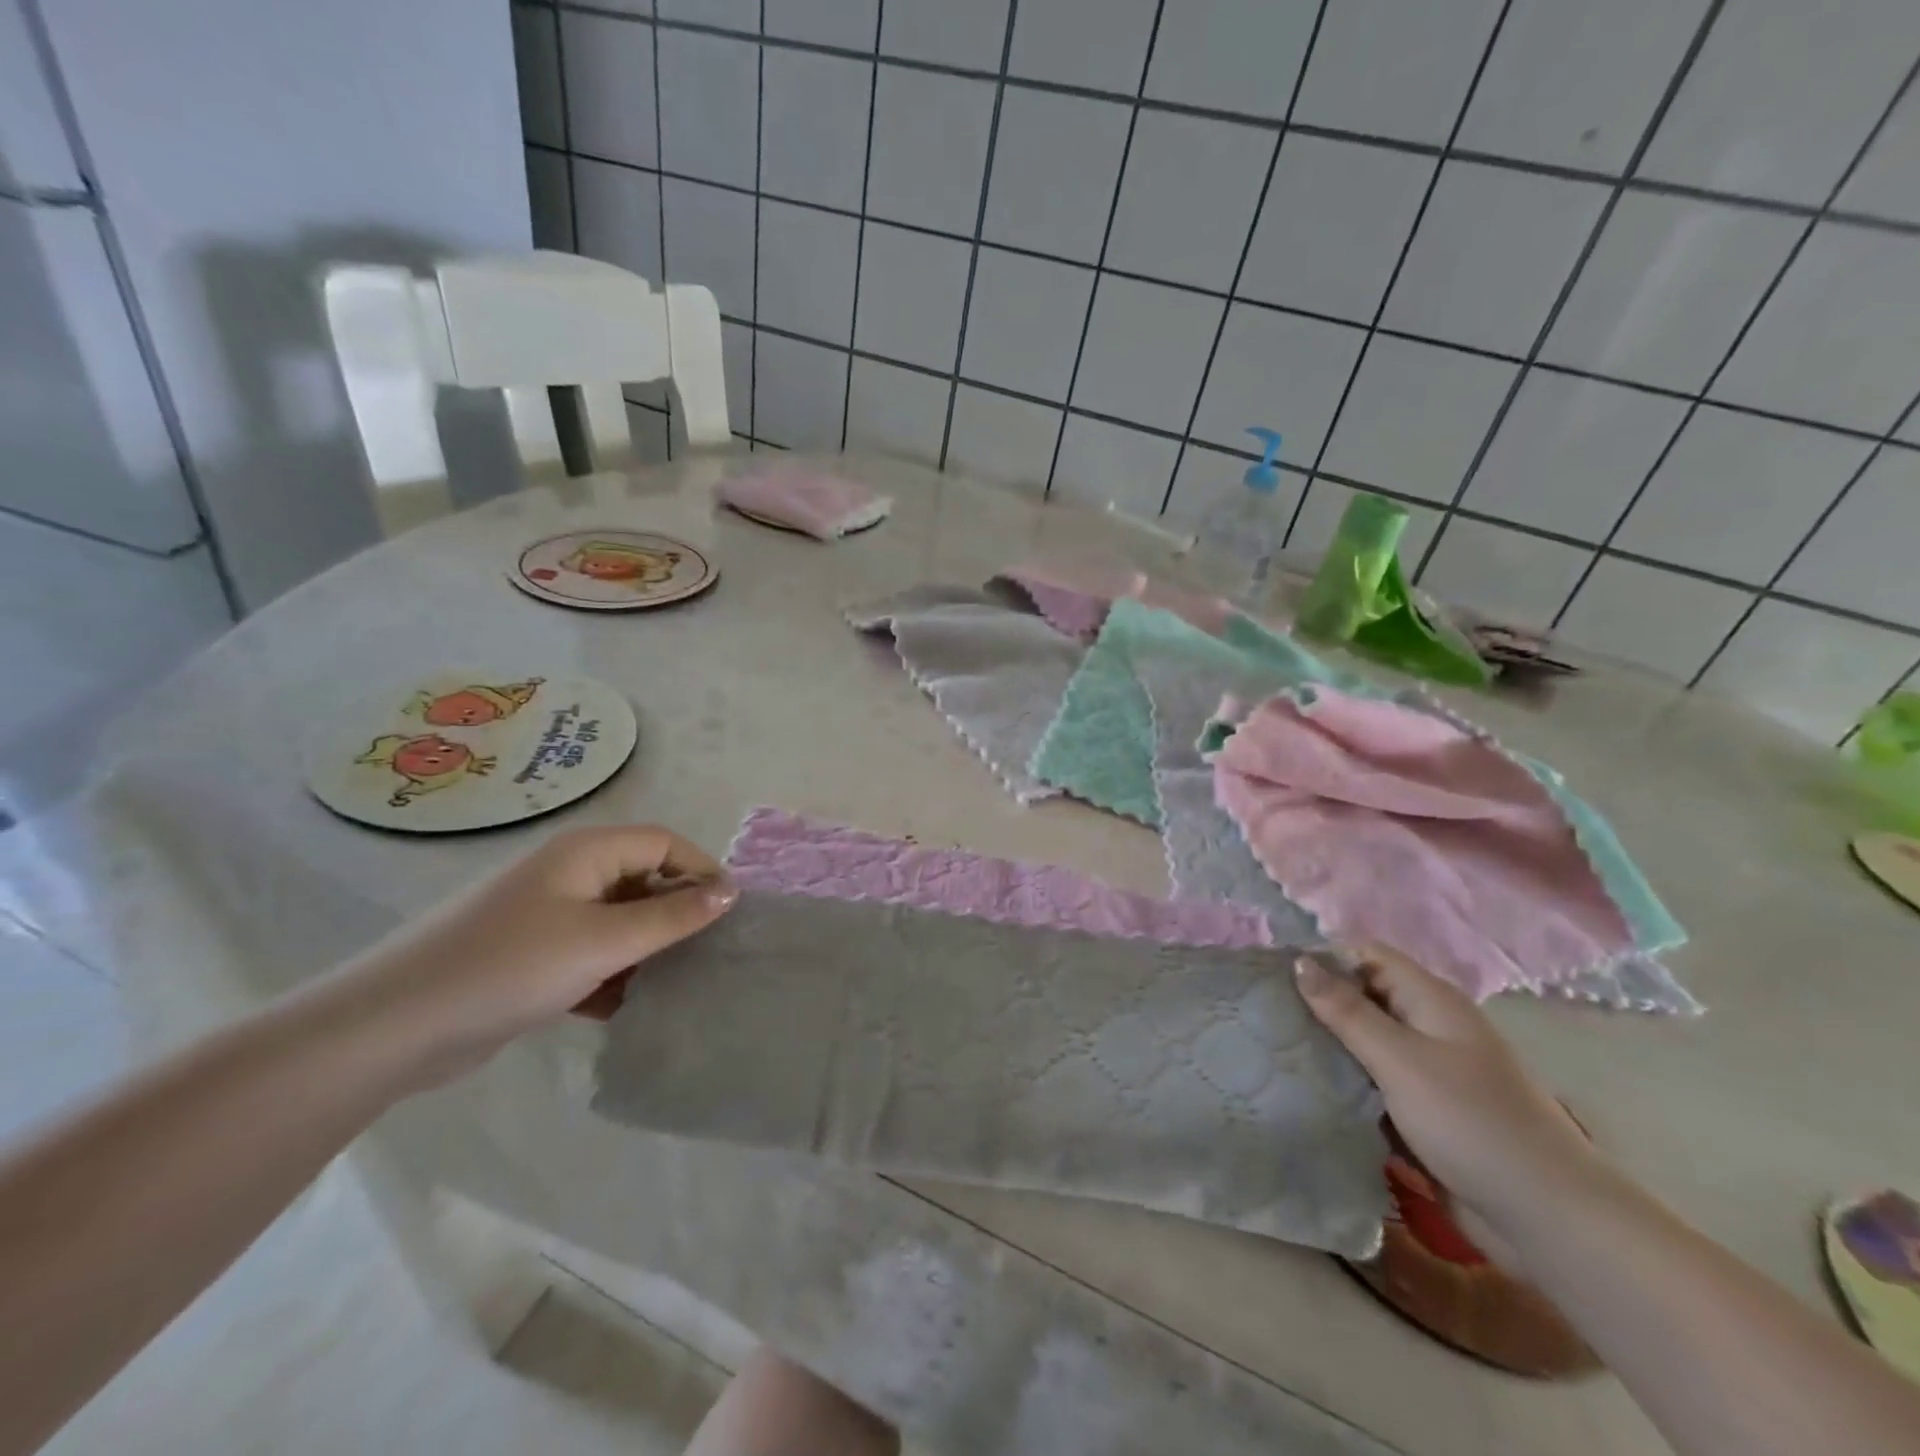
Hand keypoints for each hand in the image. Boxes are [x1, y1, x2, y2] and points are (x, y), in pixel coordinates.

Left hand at [311, 826, 736, 1089]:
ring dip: (645, 951)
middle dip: (676, 916)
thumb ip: (673, 916)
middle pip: (643, 881)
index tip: (729, 917)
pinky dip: (611, 974)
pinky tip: (624, 1009)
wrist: (392, 1028)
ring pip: (619, 922)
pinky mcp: (530, 955)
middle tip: (706, 956)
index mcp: (586, 852)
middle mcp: (569, 873)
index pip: (665, 843)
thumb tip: (731, 891)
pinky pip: (590, 953)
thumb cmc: (509, 967)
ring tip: (673, 987)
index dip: (701, 872)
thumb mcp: (604, 941)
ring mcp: (546, 915)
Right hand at [1296, 945, 1604, 1261]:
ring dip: (1328, 1047)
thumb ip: (1346, 1011)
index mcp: (1430, 1001)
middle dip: (1317, 1003)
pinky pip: (1374, 1084)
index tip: (1274, 976)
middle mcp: (1428, 1027)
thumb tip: (1299, 961)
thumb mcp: (1400, 1060)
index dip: (1323, 958)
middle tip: (1265, 1015)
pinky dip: (1345, 1083)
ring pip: (1364, 1043)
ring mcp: (1428, 1071)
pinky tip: (1308, 1090)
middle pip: (1362, 997)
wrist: (1548, 1220)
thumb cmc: (1472, 1123)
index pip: (1366, 955)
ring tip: (1274, 1050)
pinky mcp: (1424, 1112)